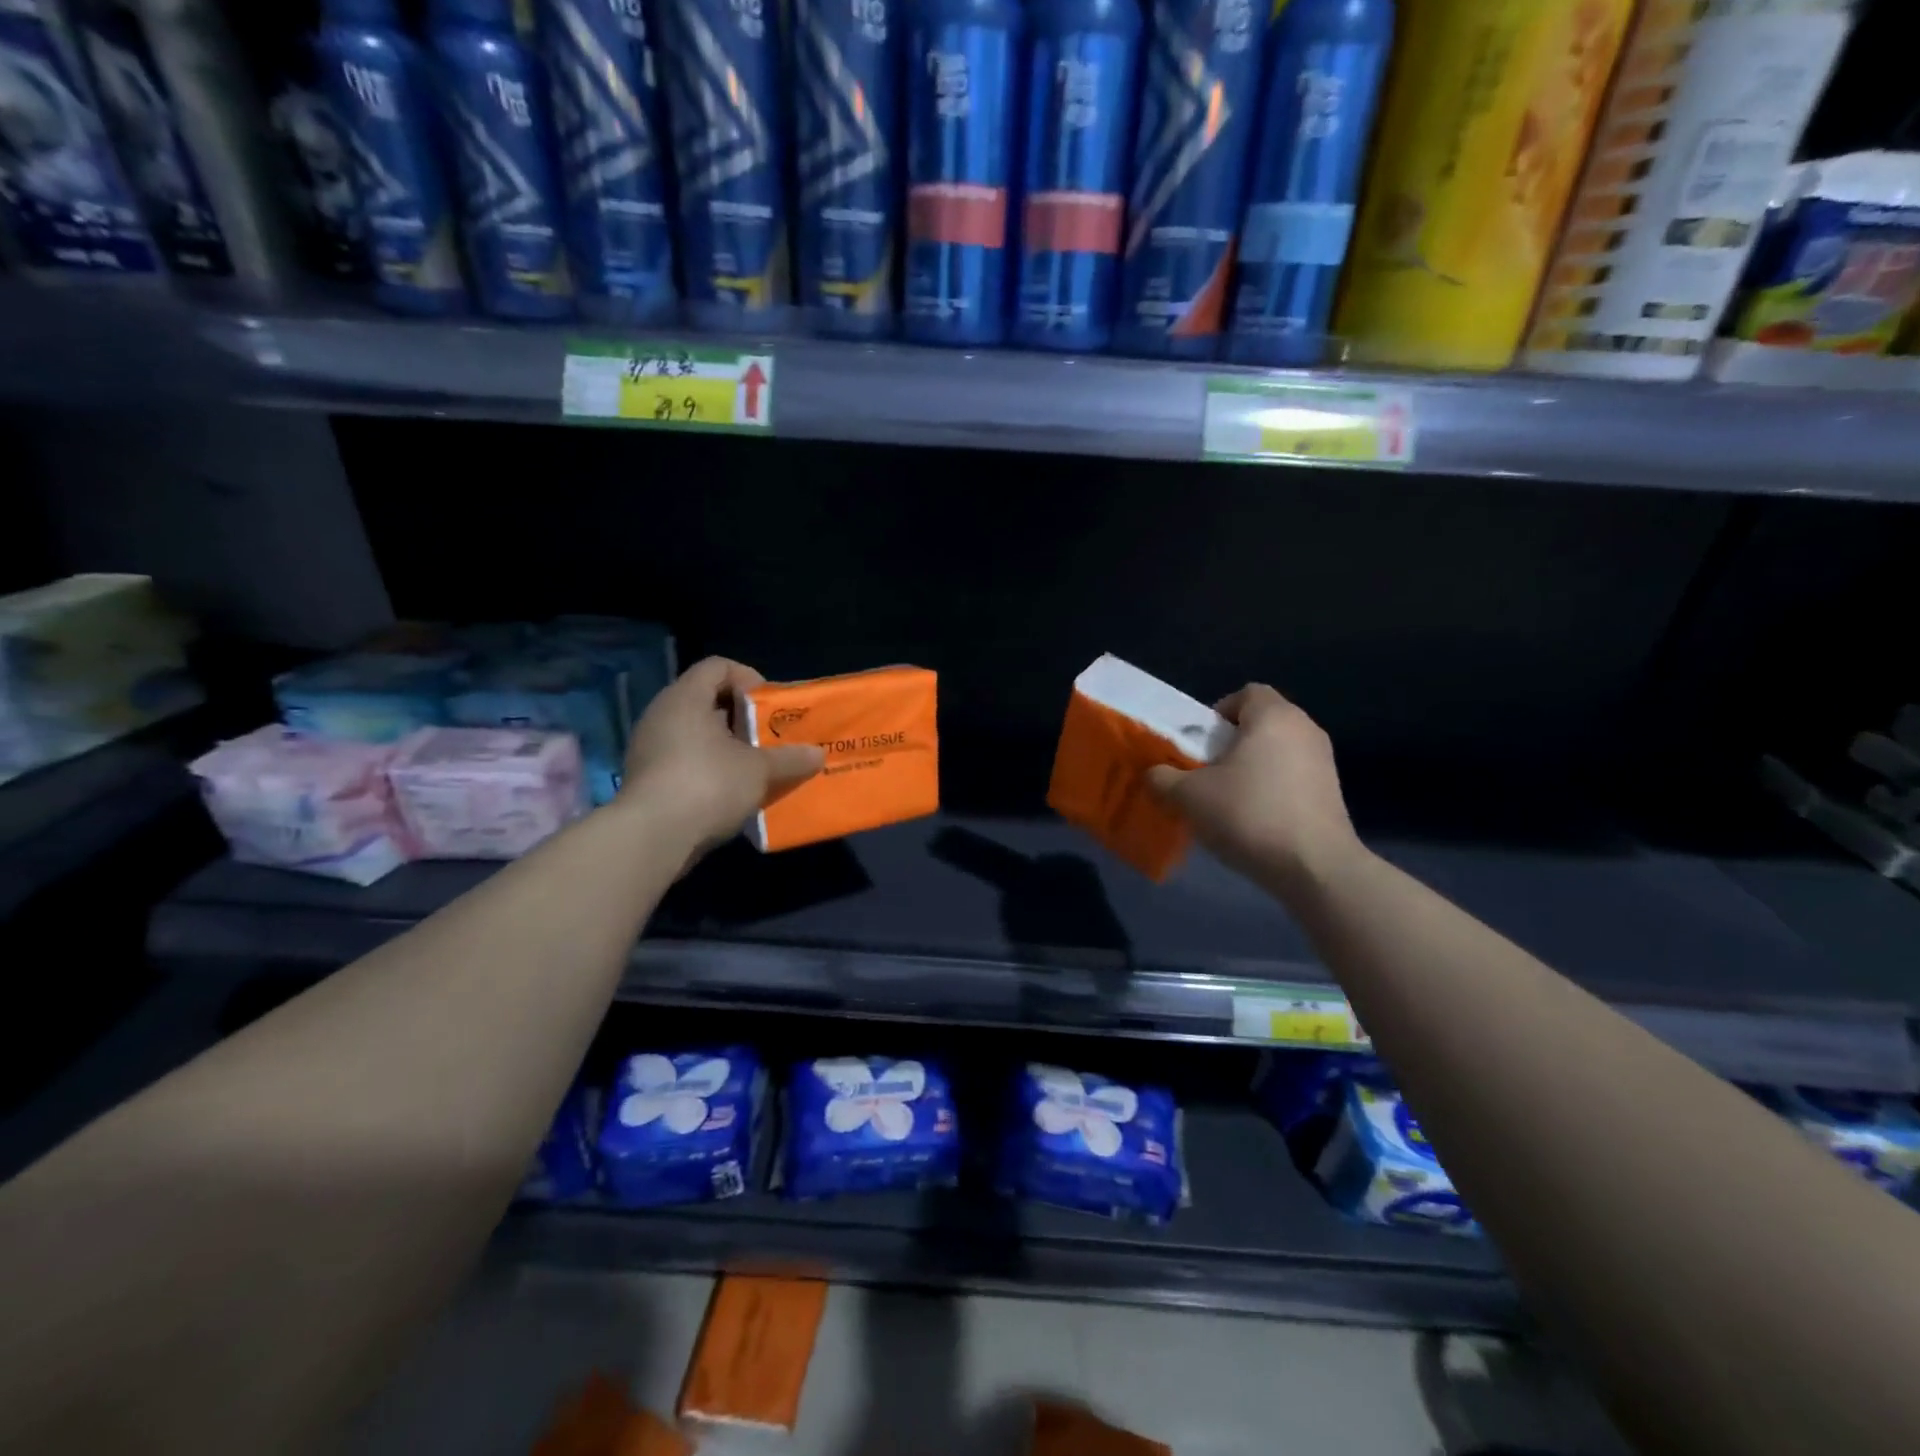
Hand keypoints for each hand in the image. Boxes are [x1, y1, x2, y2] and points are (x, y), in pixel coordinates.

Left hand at [619, 657, 822, 855]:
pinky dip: (709, 768)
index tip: (770, 707)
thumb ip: (790, 758)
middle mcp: (662, 714)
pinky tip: (730, 792)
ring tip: (755, 767)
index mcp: (686, 697)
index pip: (718, 666)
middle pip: (707, 700)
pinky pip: (683, 760)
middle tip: (769, 738)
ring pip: (696, 733)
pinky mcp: (646, 778)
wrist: (652, 837)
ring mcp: (649, 747)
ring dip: (727, 746)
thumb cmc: (709, 784)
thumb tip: (818, 754)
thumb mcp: (759, 770)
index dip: (749, 679)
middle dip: (743, 718)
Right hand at [1146, 684, 1362, 895]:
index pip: (1246, 693)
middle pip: (1261, 723)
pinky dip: (1272, 789)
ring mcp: (1324, 761)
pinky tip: (1255, 820)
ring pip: (1277, 752)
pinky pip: (1293, 777)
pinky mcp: (1333, 792)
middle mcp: (1305, 729)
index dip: (1218, 713)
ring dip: (1252, 769)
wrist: (1314, 867)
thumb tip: (1155, 774)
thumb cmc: (1248, 814)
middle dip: (1231, 744)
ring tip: (1228, 800)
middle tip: (1207, 773)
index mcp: (1273, 716)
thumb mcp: (1188, 797)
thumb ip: (1163, 778)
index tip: (1201, 744)